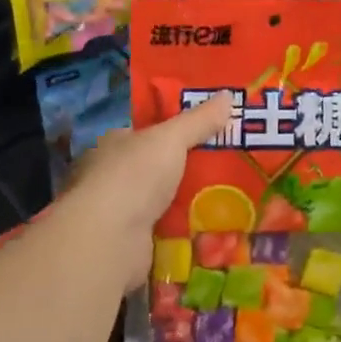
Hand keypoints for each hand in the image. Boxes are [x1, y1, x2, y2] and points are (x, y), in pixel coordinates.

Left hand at [56, 92, 232, 290]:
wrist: (109, 240)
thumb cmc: (134, 177)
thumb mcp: (171, 138)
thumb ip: (199, 120)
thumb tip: (228, 94)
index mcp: (113, 146)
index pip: (145, 134)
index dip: (173, 133)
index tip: (208, 133)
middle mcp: (111, 178)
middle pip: (158, 170)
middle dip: (187, 171)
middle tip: (228, 168)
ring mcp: (119, 215)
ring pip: (163, 204)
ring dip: (189, 205)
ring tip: (231, 199)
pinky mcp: (131, 246)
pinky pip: (167, 235)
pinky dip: (186, 234)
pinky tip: (215, 230)